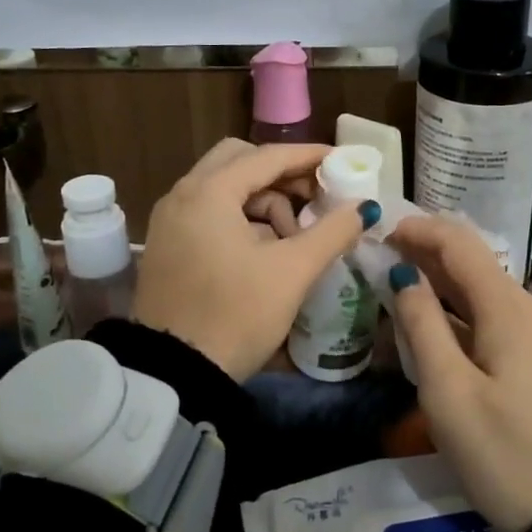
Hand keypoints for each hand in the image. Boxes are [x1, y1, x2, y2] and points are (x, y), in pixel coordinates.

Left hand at [134, 139, 377, 379]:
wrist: (174, 374)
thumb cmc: (236, 314)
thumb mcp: (291, 272)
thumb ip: (331, 232)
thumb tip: (363, 208)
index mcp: (209, 192)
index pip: (267, 156)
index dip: (308, 156)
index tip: (341, 161)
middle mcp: (183, 194)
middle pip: (240, 162)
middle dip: (282, 176)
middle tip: (315, 199)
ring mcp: (170, 219)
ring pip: (225, 188)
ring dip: (263, 201)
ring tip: (293, 239)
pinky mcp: (168, 244)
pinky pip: (210, 212)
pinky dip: (241, 219)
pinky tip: (265, 250)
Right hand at [385, 216, 531, 531]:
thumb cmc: (507, 454)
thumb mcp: (450, 394)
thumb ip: (422, 327)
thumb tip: (403, 277)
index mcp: (508, 308)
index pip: (459, 243)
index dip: (419, 231)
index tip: (381, 233)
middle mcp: (531, 309)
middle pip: (474, 264)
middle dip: (426, 255)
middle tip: (381, 260)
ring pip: (485, 293)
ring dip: (443, 286)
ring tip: (400, 290)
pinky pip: (498, 320)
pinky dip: (462, 314)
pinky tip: (438, 330)